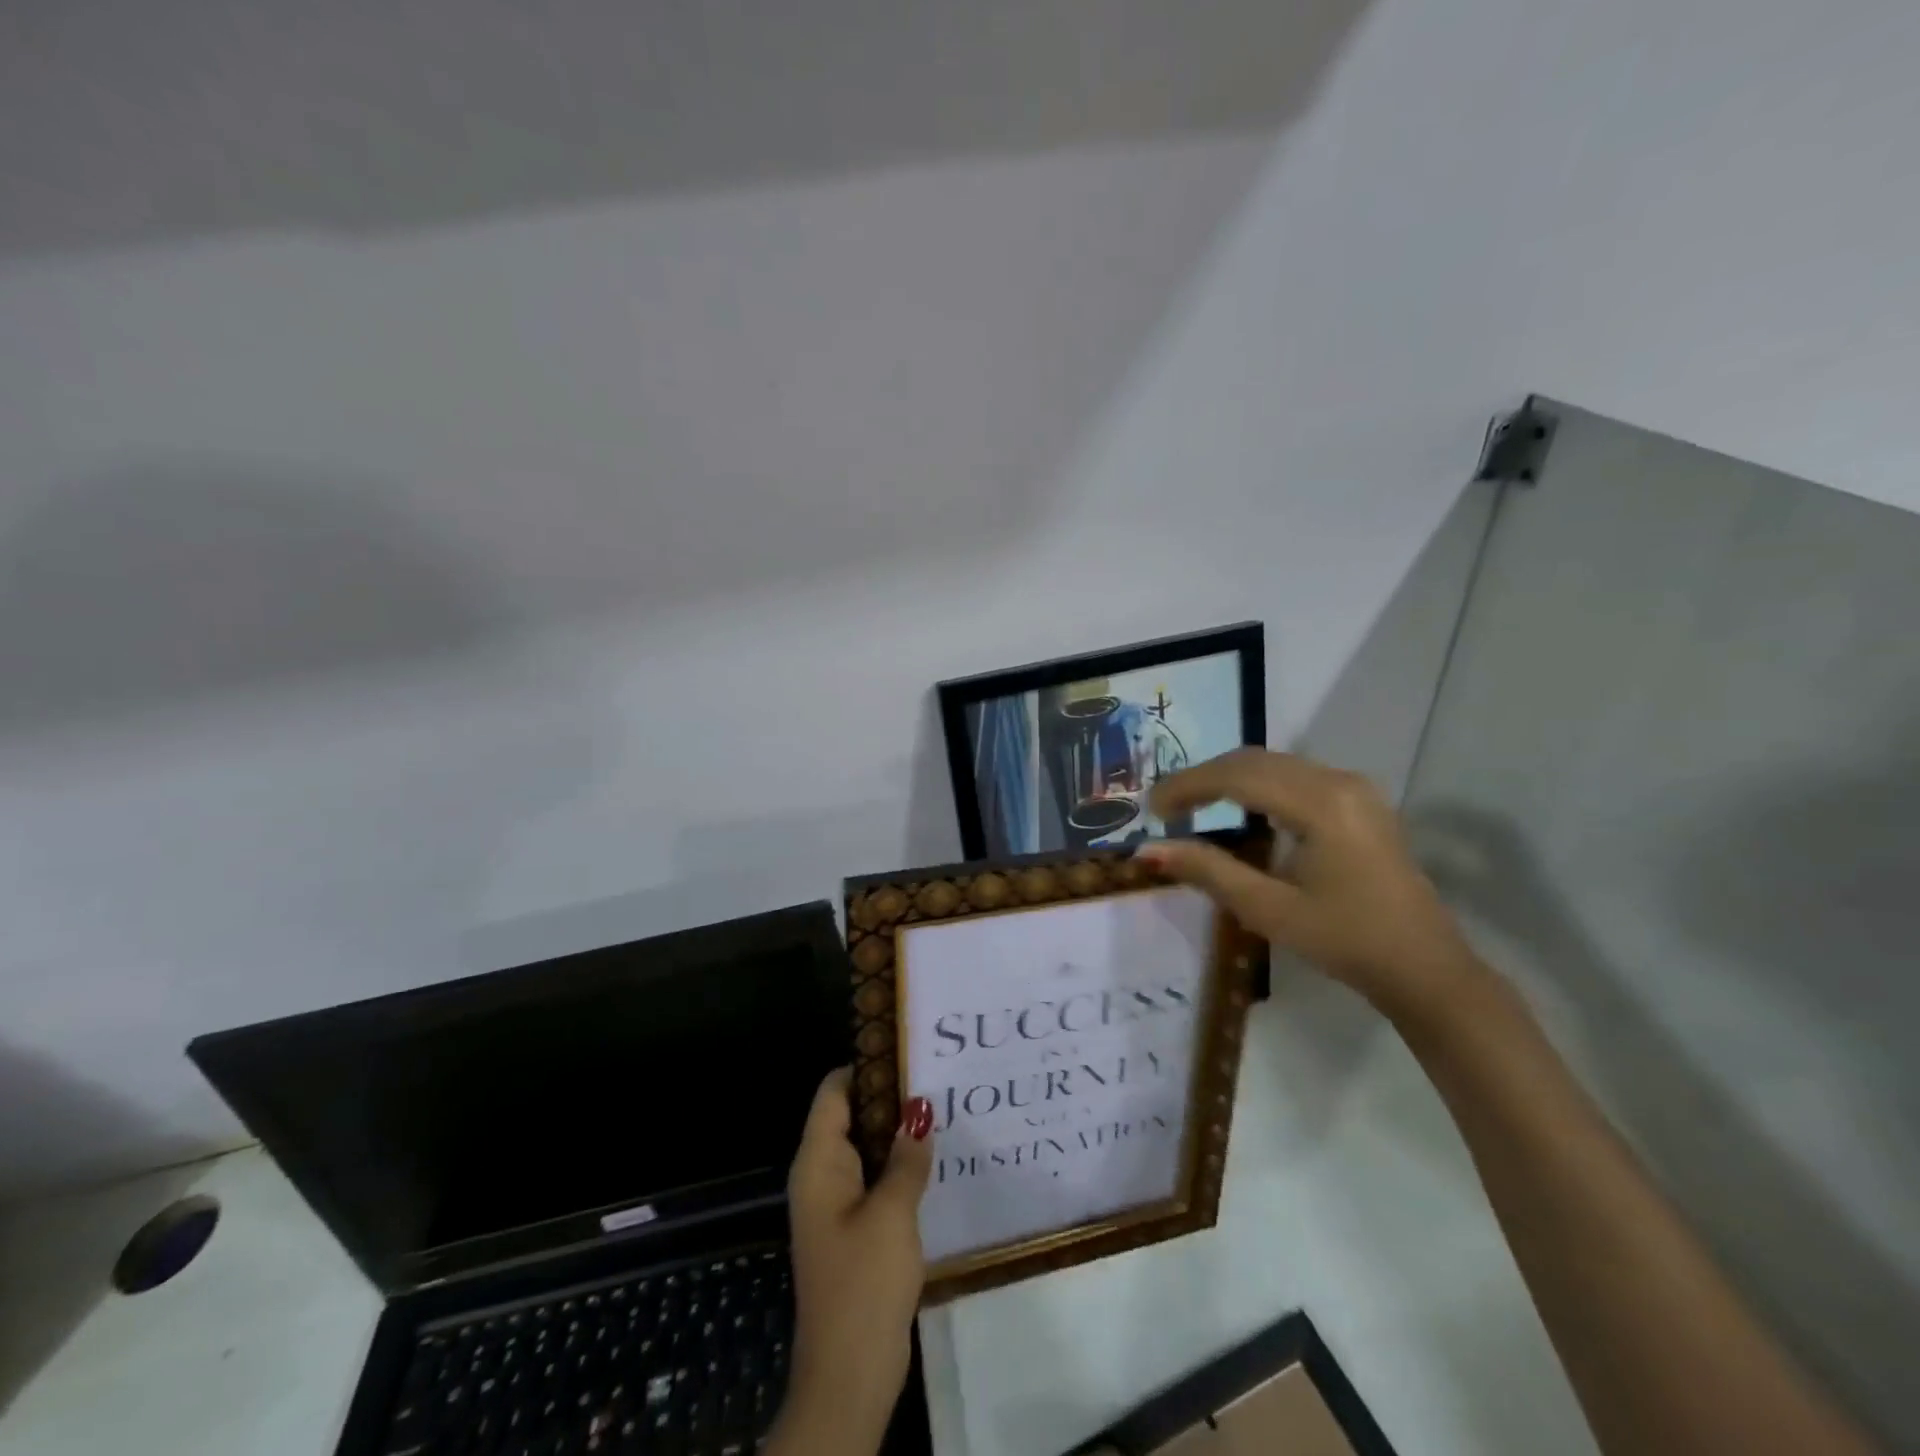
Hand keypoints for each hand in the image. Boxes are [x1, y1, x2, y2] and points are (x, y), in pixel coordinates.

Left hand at [768, 1070, 934, 1455]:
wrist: (848, 1373)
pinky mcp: (855, 1228)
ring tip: (944, 1105)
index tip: (908, 1048)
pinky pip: (876, 1177)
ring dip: (899, 1130)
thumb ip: (907, 1158)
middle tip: (938, 1073)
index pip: (834, 1091)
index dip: (866, 1064)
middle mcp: (823, 1174)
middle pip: (851, 1114)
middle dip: (890, 1094)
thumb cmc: (863, 1282)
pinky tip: (935, 1156)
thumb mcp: (892, 1213)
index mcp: (818, 1162)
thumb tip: (920, 1111)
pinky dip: (900, 1162)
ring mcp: (838, 1203)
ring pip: (867, 1146)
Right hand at [1140, 748, 1488, 1017]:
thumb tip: (1148, 849)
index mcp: (1321, 804)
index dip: (1187, 785)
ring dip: (1228, 779)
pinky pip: (1294, 776)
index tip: (1151, 808)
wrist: (1424, 968)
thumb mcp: (1269, 909)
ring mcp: (1354, 788)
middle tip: (1164, 808)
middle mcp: (1338, 781)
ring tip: (1192, 806)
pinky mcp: (1359, 801)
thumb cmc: (1345, 941)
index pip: (1237, 776)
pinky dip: (1256, 785)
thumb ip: (1207, 871)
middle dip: (1203, 778)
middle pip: (1254, 760)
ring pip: (1274, 764)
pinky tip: (1237, 810)